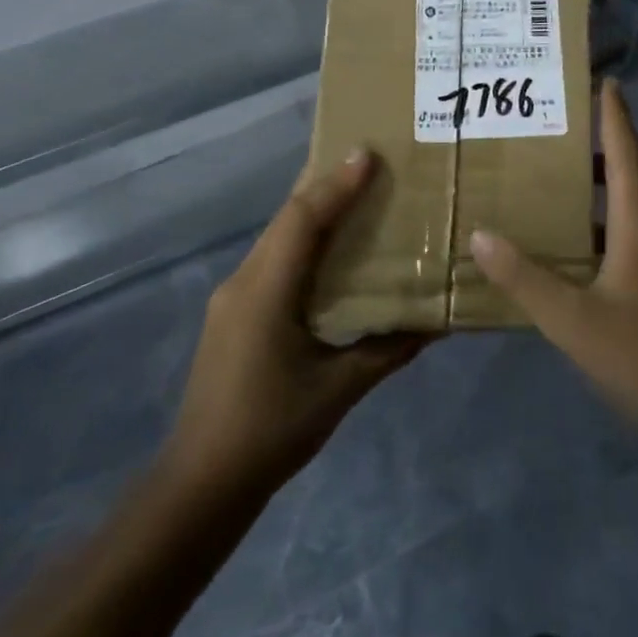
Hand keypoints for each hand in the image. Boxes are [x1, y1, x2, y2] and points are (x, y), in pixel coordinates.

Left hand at [169, 150, 424, 489]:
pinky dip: (303, 240)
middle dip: (326, 185)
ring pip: (278, 236)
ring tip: (357, 196)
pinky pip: (273, 258)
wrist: (201, 482)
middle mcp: (244, 281)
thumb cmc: (272, 431)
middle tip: (370, 164)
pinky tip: (329, 251)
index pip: (304, 220)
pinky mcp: (234, 313)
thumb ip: (388, 350)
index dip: (337, 184)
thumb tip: (436, 323)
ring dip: (314, 212)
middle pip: (288, 218)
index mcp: (266, 291)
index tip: (369, 154)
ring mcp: (233, 296)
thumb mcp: (339, 390)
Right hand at [470, 81, 637, 452]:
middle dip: (604, 143)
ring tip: (564, 176)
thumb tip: (480, 235)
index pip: (625, 151)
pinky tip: (585, 241)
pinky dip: (612, 218)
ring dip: (606, 182)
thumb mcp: (572, 320)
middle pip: (633, 171)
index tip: (604, 80)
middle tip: (563, 126)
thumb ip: (524, 278)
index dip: (613, 115)